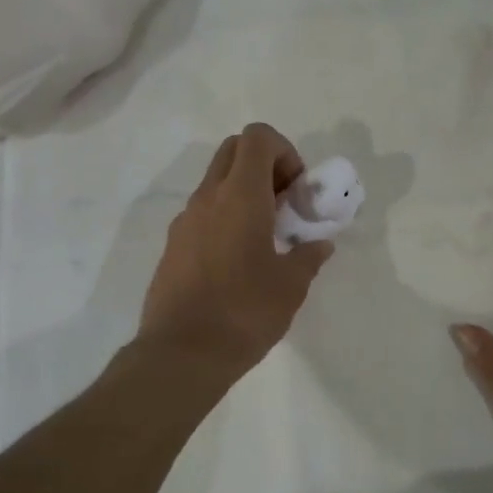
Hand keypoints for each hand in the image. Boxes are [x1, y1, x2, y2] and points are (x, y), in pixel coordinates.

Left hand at [136, 124, 333, 382]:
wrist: (180, 355)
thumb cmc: (243, 312)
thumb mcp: (291, 285)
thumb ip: (308, 256)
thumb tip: (319, 245)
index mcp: (240, 195)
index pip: (257, 137)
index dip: (284, 151)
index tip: (296, 189)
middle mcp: (208, 197)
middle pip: (234, 149)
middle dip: (264, 164)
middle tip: (284, 202)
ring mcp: (184, 220)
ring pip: (216, 180)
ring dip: (244, 191)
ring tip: (265, 235)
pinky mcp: (173, 245)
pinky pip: (203, 211)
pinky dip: (225, 216)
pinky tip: (238, 259)